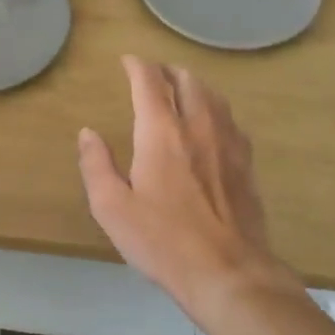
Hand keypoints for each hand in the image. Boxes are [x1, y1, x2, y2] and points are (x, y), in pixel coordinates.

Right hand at [77, 55, 285, 319]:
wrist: (229, 273)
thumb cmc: (163, 241)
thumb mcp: (113, 208)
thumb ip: (96, 165)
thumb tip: (88, 133)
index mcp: (161, 132)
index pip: (149, 82)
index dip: (137, 66)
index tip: (127, 61)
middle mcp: (198, 126)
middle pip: (186, 80)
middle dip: (166, 71)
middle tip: (152, 76)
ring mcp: (228, 142)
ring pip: (213, 95)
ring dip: (193, 85)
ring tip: (180, 90)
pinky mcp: (246, 163)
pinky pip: (230, 119)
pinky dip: (215, 109)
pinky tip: (211, 124)